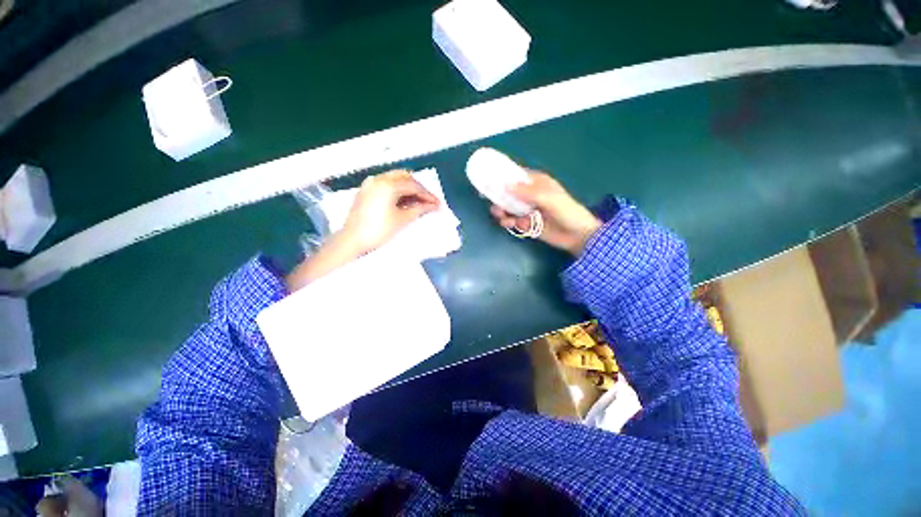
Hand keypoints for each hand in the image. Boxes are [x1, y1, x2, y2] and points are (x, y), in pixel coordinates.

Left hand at [286, 170, 439, 290]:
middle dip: (418, 188)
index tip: (437, 204)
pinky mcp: (366, 190)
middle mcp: (378, 179)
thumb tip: (433, 206)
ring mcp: (370, 183)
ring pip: (395, 179)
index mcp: (388, 184)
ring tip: (419, 202)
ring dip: (408, 188)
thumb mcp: (402, 219)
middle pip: (405, 177)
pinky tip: (404, 201)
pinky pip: (386, 184)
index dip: (427, 195)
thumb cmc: (379, 230)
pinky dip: (397, 190)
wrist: (352, 240)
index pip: (413, 185)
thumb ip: (419, 209)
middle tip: (428, 201)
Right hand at [490, 171, 600, 254]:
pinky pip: (512, 220)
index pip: (516, 176)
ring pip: (508, 207)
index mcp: (536, 183)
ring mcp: (527, 209)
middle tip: (493, 203)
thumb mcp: (547, 197)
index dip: (502, 177)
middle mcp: (529, 195)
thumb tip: (505, 185)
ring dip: (502, 211)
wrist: (576, 235)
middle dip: (499, 197)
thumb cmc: (565, 210)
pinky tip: (510, 223)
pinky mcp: (526, 223)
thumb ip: (526, 192)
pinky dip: (508, 221)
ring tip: (501, 216)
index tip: (488, 181)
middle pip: (508, 193)